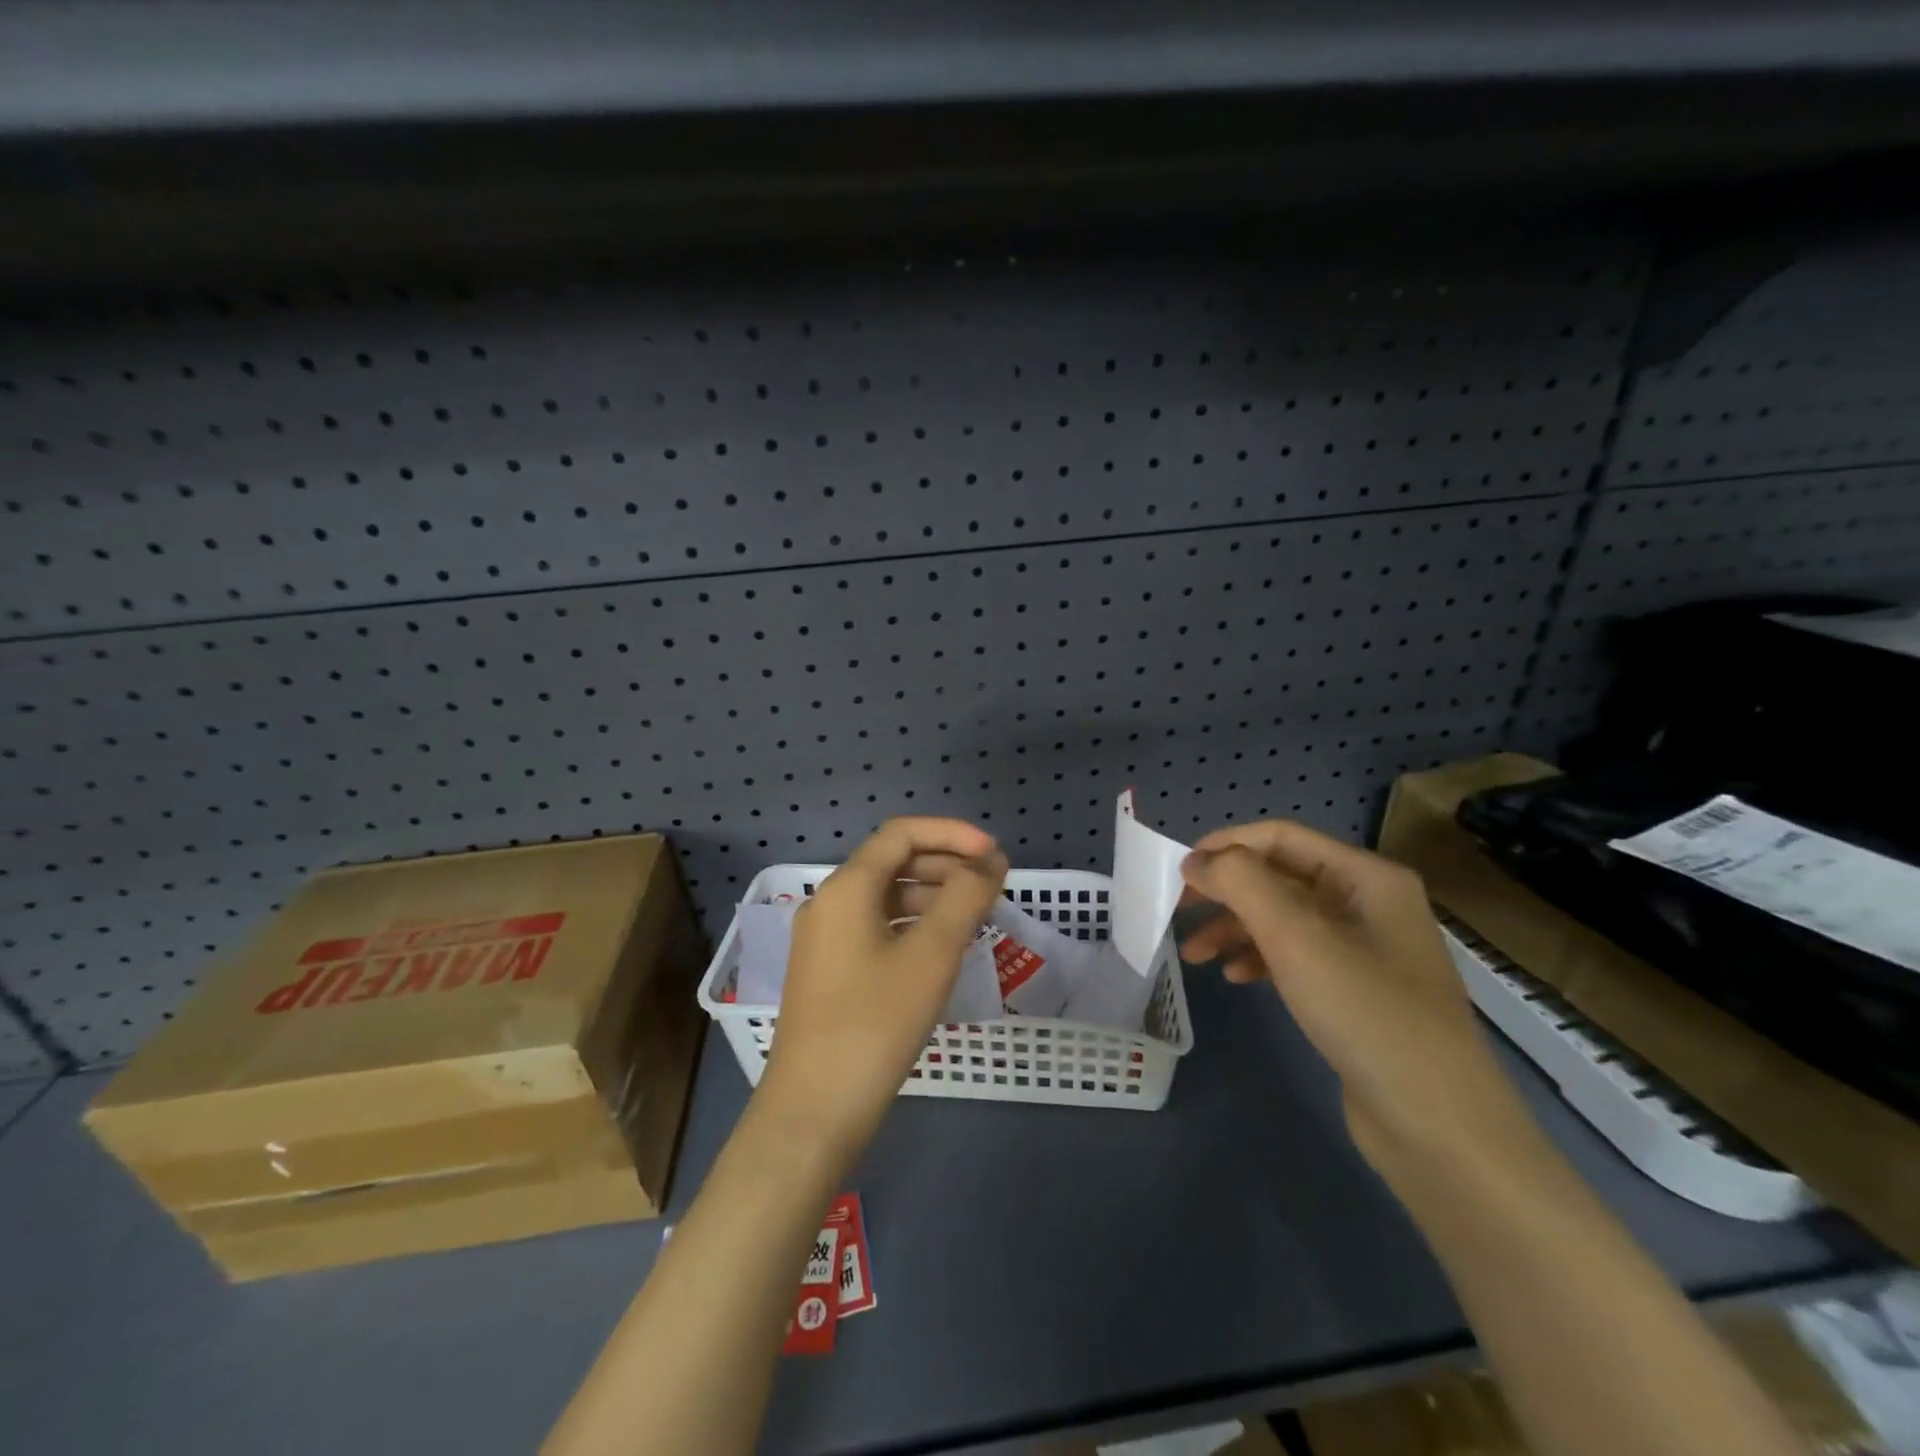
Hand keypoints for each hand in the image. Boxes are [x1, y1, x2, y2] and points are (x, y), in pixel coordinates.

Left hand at [756, 817, 1008, 1163]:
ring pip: (886, 896)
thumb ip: (966, 897)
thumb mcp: (931, 955)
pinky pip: (877, 927)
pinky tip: (942, 947)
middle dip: (946, 863)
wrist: (813, 1110)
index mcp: (847, 887)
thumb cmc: (876, 1024)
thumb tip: (991, 860)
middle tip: (992, 885)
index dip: (953, 834)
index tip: (995, 855)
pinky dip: (913, 924)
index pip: (902, 834)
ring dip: (932, 895)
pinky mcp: (829, 970)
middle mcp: (829, 902)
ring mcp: (825, 938)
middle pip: (893, 861)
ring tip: (976, 915)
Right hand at [1178, 820, 1532, 1189]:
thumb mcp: (1296, 936)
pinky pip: (1296, 956)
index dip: (1226, 846)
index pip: (1280, 837)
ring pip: (1283, 919)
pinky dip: (1260, 958)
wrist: (1438, 1125)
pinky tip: (1237, 978)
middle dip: (1226, 891)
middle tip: (1178, 912)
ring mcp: (1365, 949)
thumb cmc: (1366, 1012)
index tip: (1179, 872)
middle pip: (1279, 877)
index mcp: (1366, 876)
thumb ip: (1241, 883)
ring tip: (1195, 955)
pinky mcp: (1356, 991)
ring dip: (1235, 928)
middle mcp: (1368, 903)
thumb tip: (1198, 860)